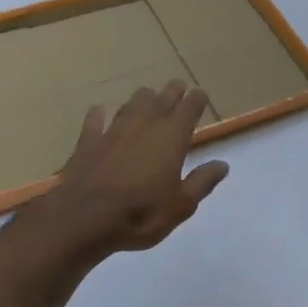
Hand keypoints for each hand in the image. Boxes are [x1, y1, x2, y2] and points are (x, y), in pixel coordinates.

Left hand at [33, 80, 229, 262]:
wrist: (84, 219)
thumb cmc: (141, 213)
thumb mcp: (181, 205)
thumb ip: (202, 181)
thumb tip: (222, 164)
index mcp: (172, 136)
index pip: (189, 107)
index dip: (197, 99)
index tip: (201, 95)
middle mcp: (145, 124)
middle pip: (162, 98)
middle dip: (172, 91)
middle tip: (178, 87)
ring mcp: (114, 130)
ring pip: (132, 104)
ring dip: (142, 99)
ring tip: (148, 96)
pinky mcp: (88, 142)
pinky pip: (95, 121)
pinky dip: (99, 115)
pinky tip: (99, 111)